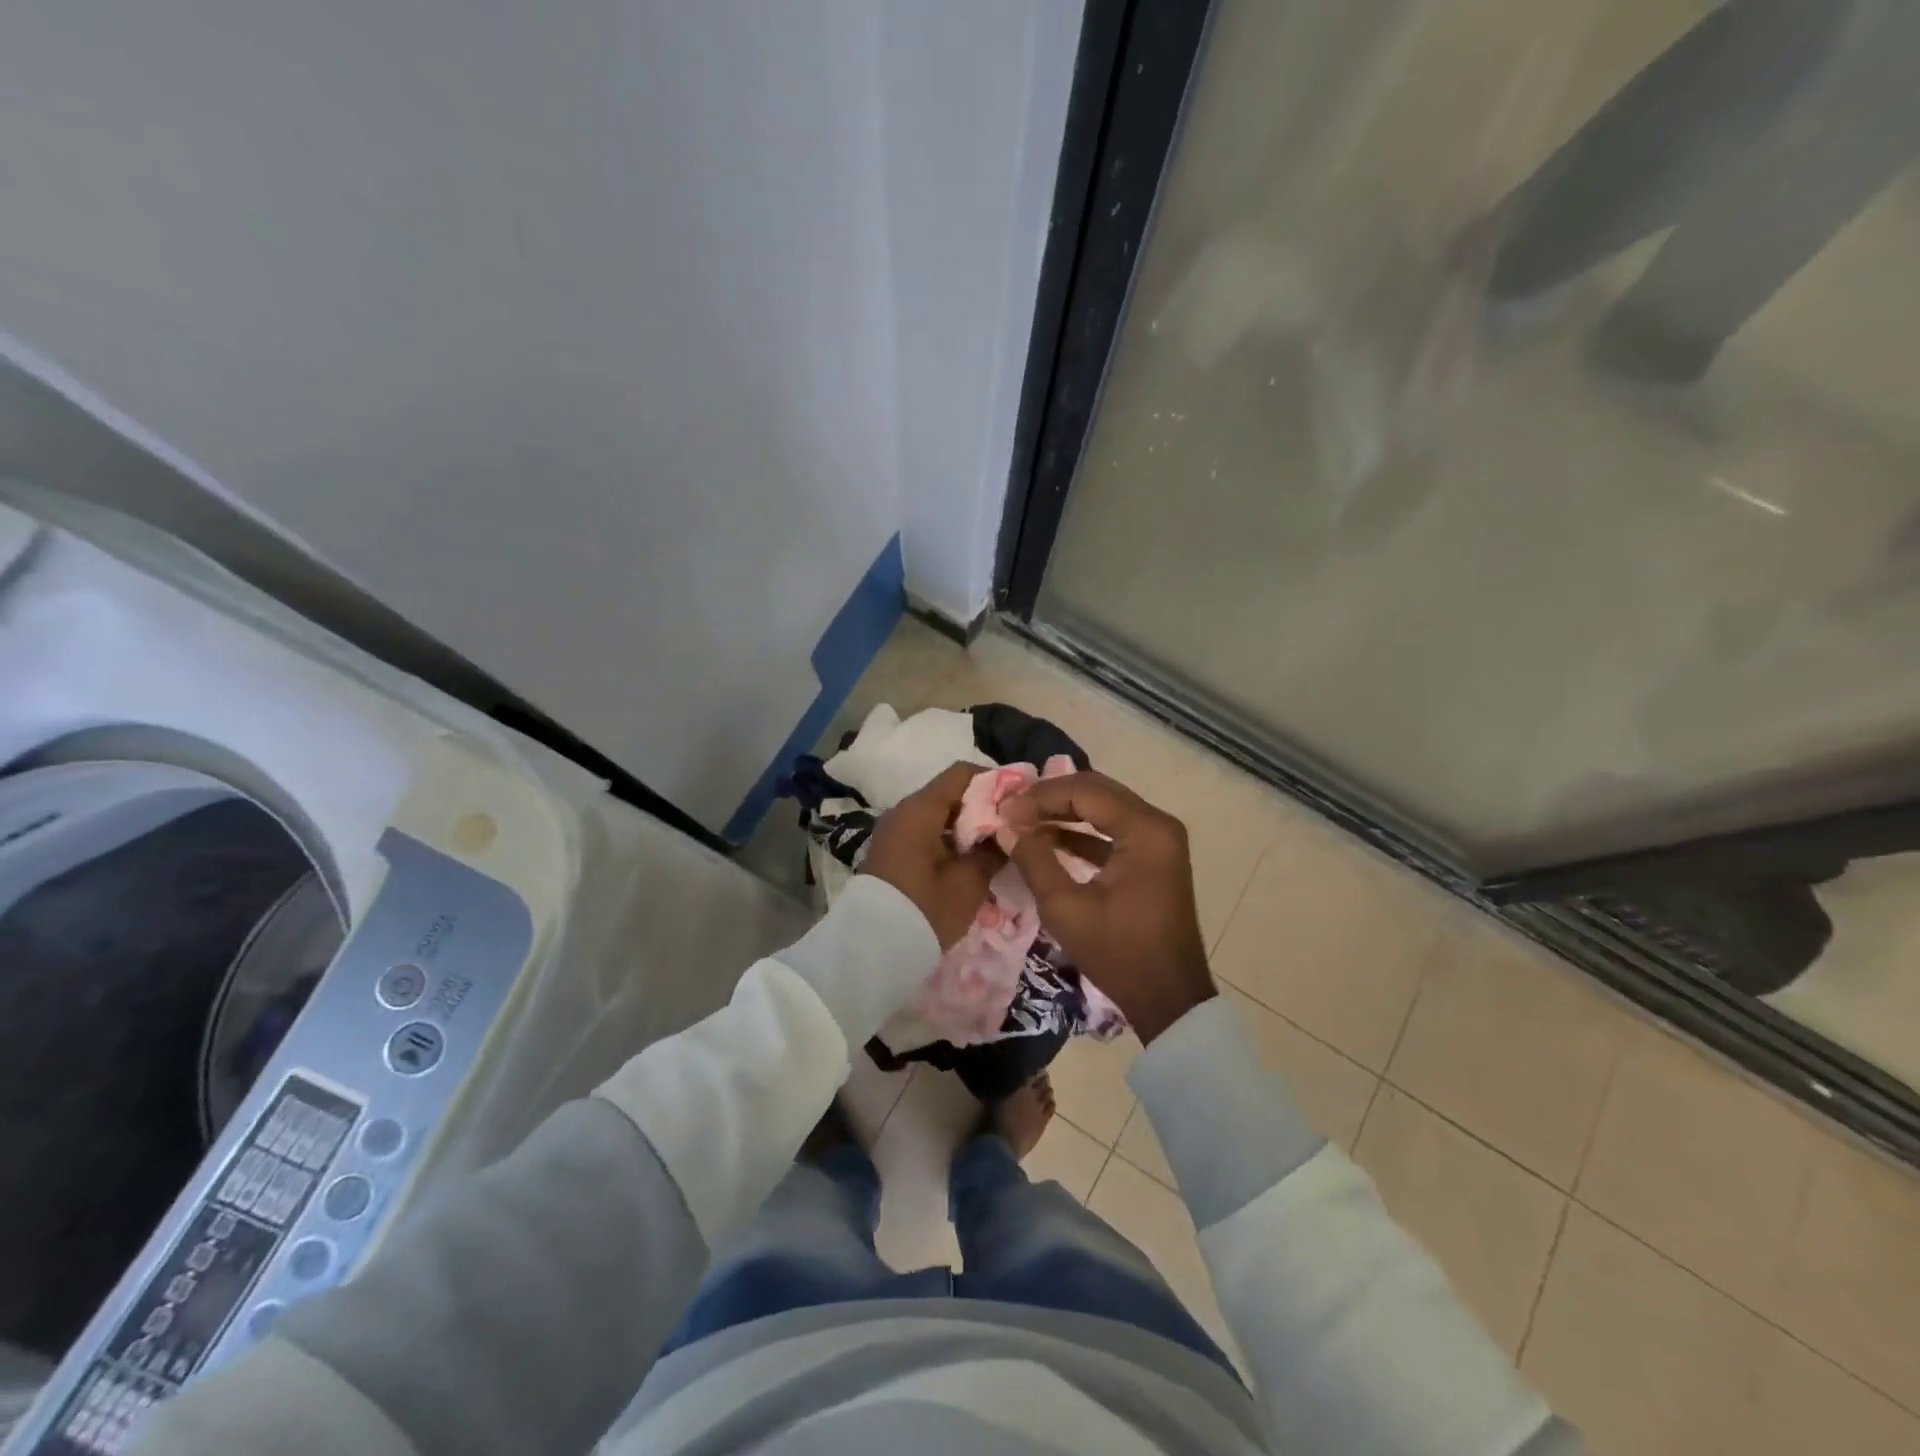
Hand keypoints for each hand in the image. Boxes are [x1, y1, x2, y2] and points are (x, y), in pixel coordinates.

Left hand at [859, 763, 1003, 948]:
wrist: (870, 952)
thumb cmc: (924, 911)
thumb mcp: (968, 884)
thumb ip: (992, 851)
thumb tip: (1008, 832)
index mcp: (920, 809)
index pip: (961, 773)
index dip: (993, 781)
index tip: (1019, 801)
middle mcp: (903, 812)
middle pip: (950, 794)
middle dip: (983, 807)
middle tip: (1013, 829)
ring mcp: (894, 833)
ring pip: (939, 816)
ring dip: (967, 828)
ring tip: (997, 848)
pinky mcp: (892, 854)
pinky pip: (926, 835)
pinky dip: (950, 842)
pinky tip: (970, 863)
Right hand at [1004, 771, 1214, 1041]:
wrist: (1169, 999)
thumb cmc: (1118, 954)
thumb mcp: (1066, 909)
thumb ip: (1034, 861)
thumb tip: (1005, 827)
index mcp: (1145, 830)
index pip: (1085, 791)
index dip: (1040, 797)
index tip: (1004, 810)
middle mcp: (1158, 824)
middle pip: (1096, 791)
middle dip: (1050, 797)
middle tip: (1011, 809)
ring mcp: (1159, 839)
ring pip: (1104, 806)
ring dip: (1063, 811)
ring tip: (1022, 820)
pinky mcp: (1154, 856)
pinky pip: (1113, 828)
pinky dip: (1080, 830)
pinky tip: (1047, 838)